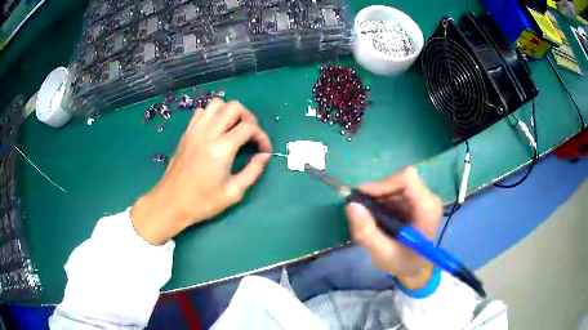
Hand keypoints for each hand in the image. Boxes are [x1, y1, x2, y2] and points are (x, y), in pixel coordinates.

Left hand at [131, 99, 271, 244]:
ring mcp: (195, 130)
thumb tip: (264, 156)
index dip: (262, 136)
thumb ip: (253, 171)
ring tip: (234, 130)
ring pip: (217, 104)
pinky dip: (213, 115)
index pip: (249, 127)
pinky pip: (202, 112)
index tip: (264, 150)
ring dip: (230, 113)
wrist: (170, 203)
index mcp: (222, 148)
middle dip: (249, 118)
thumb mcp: (233, 193)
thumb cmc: (202, 202)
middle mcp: (209, 133)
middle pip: (234, 107)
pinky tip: (215, 131)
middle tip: (250, 136)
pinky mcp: (186, 133)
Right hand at [345, 167, 442, 289]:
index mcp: (427, 209)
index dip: (383, 184)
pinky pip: (395, 192)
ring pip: (395, 185)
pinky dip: (382, 202)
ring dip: (378, 198)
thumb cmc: (403, 263)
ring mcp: (423, 199)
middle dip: (377, 193)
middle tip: (361, 210)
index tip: (361, 196)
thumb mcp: (382, 253)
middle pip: (399, 181)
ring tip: (369, 218)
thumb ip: (366, 232)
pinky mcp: (416, 202)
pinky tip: (377, 218)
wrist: (416, 270)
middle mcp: (428, 199)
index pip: (407, 179)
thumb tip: (351, 205)